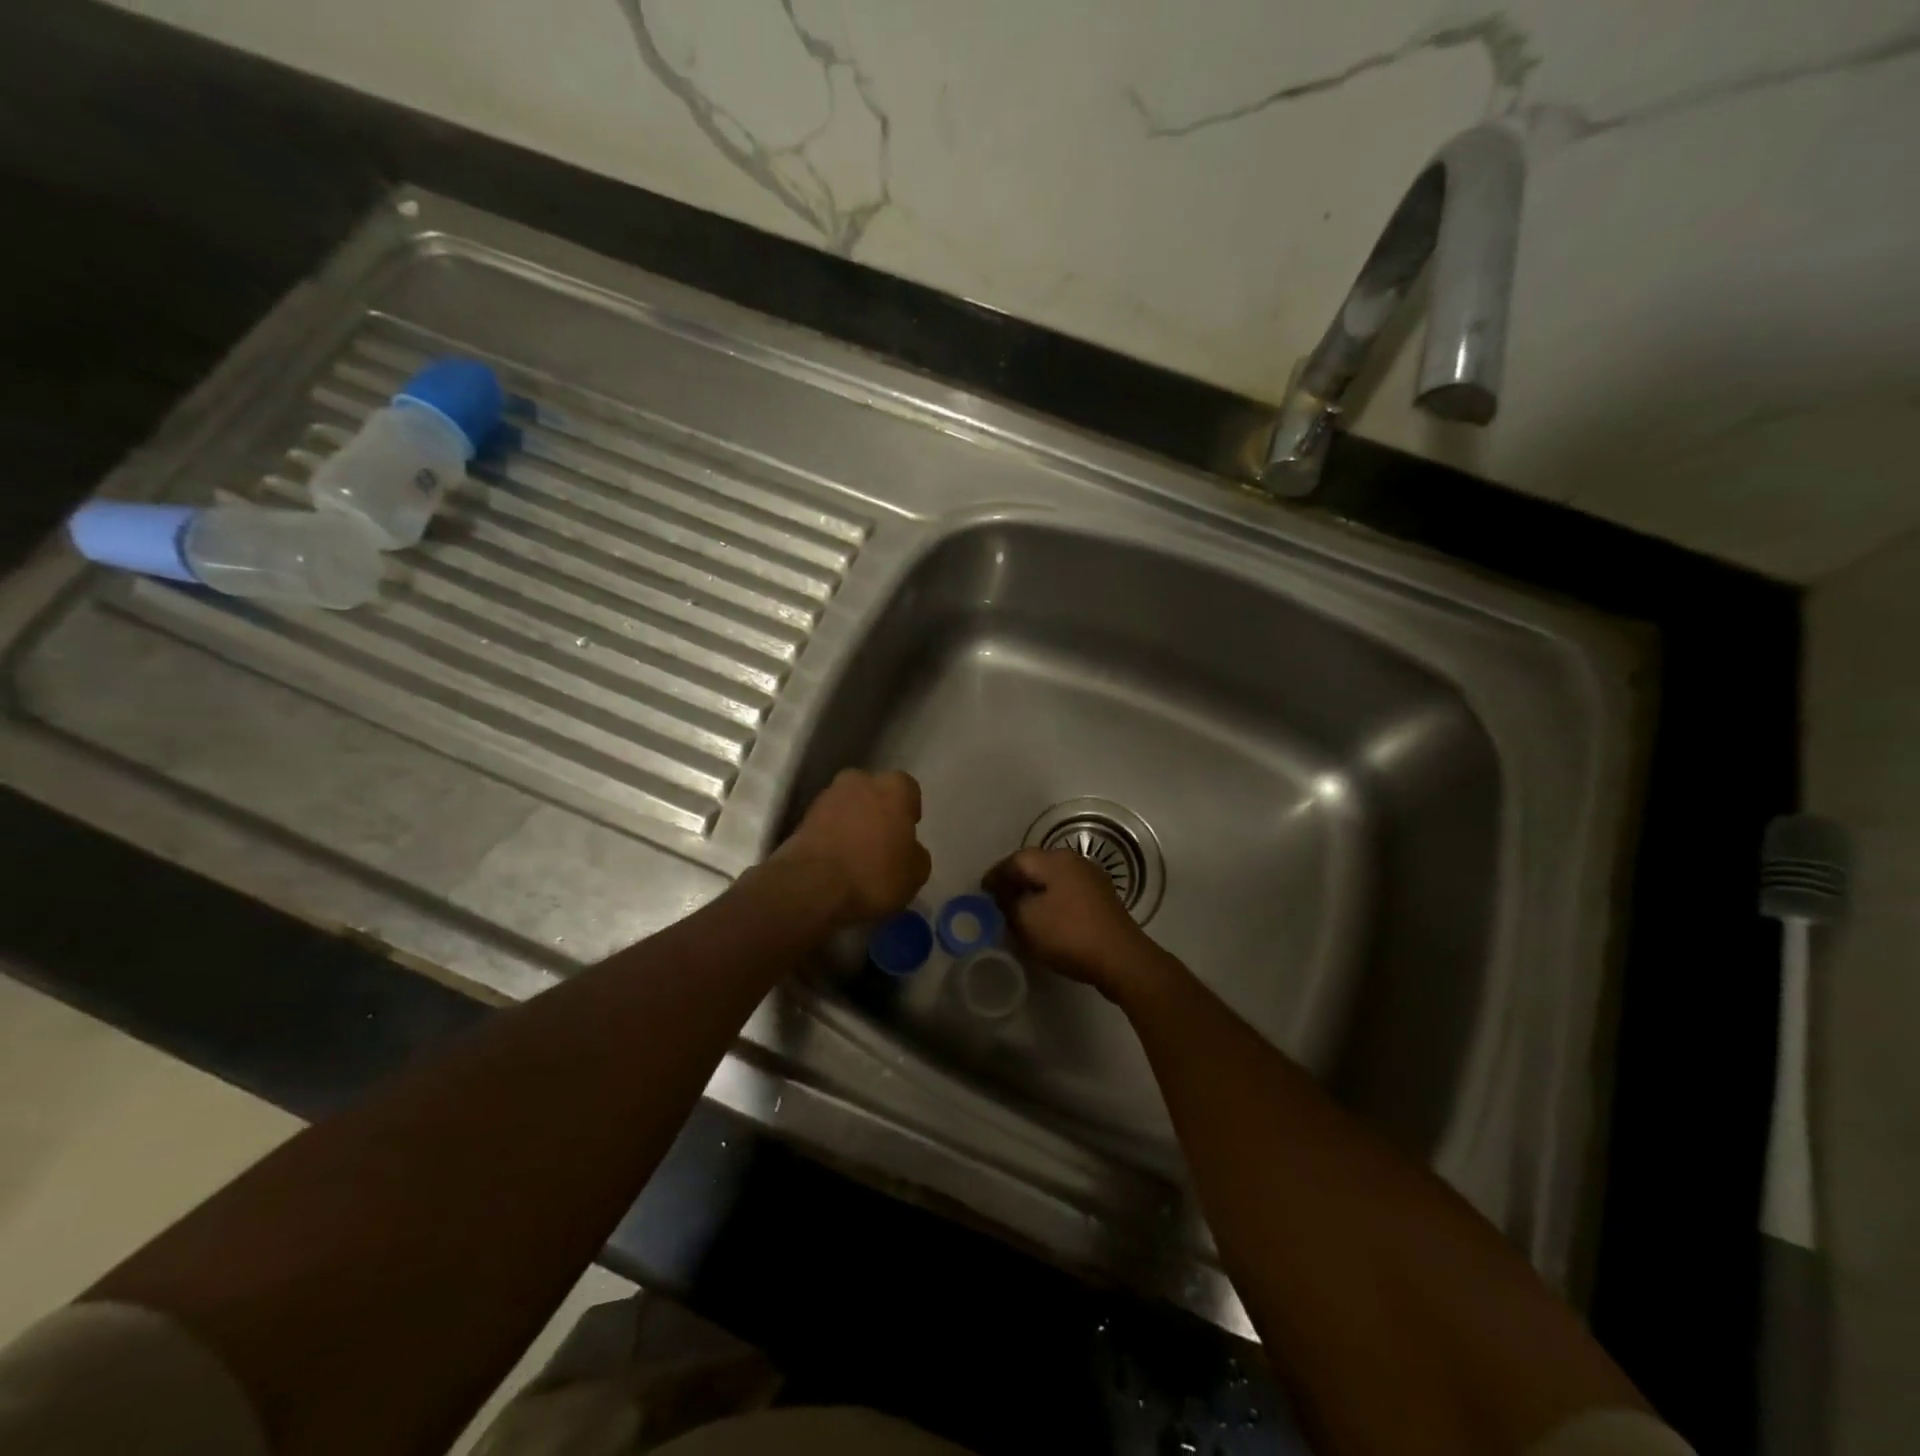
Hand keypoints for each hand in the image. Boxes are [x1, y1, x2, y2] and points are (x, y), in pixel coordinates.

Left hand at [775, 769, 930, 926]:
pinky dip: (832, 836)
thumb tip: (909, 849)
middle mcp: (859, 781)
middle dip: (878, 810)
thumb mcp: (916, 873)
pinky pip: (827, 823)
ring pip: (848, 805)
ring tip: (856, 854)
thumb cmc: (874, 874)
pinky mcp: (802, 817)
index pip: (908, 789)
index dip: (909, 811)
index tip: (907, 834)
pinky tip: (836, 861)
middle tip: (882, 841)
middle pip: (874, 792)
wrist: (811, 887)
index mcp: (894, 787)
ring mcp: (826, 797)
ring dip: (852, 822)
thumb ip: (916, 853)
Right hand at [983, 848, 1165, 1003]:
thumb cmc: (1069, 934)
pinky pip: (1067, 892)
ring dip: (1034, 892)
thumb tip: (999, 889)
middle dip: (1015, 881)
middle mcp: (1074, 861)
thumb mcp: (1027, 919)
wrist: (1122, 959)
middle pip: (1035, 865)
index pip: (1016, 859)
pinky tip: (1046, 919)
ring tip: (1019, 912)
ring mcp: (1092, 879)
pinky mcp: (1102, 899)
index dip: (996, 874)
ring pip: (1052, 879)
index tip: (982, 891)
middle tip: (997, 900)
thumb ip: (1007, 900)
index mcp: (1055, 860)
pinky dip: (1051, 901)